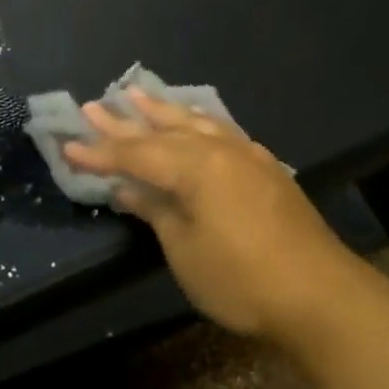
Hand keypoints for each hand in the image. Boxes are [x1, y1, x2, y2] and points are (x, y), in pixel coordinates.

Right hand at [63, 89, 363, 341]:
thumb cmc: (241, 279)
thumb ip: (156, 211)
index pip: (136, 154)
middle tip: (95, 105)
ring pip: (196, 122)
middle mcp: (219, 149)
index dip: (101, 152)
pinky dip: (200, 123)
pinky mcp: (266, 168)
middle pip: (163, 130)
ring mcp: (246, 155)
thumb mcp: (185, 250)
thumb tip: (127, 188)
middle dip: (126, 121)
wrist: (320, 294)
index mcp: (194, 166)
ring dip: (164, 110)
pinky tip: (197, 122)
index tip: (68, 145)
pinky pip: (222, 131)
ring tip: (139, 94)